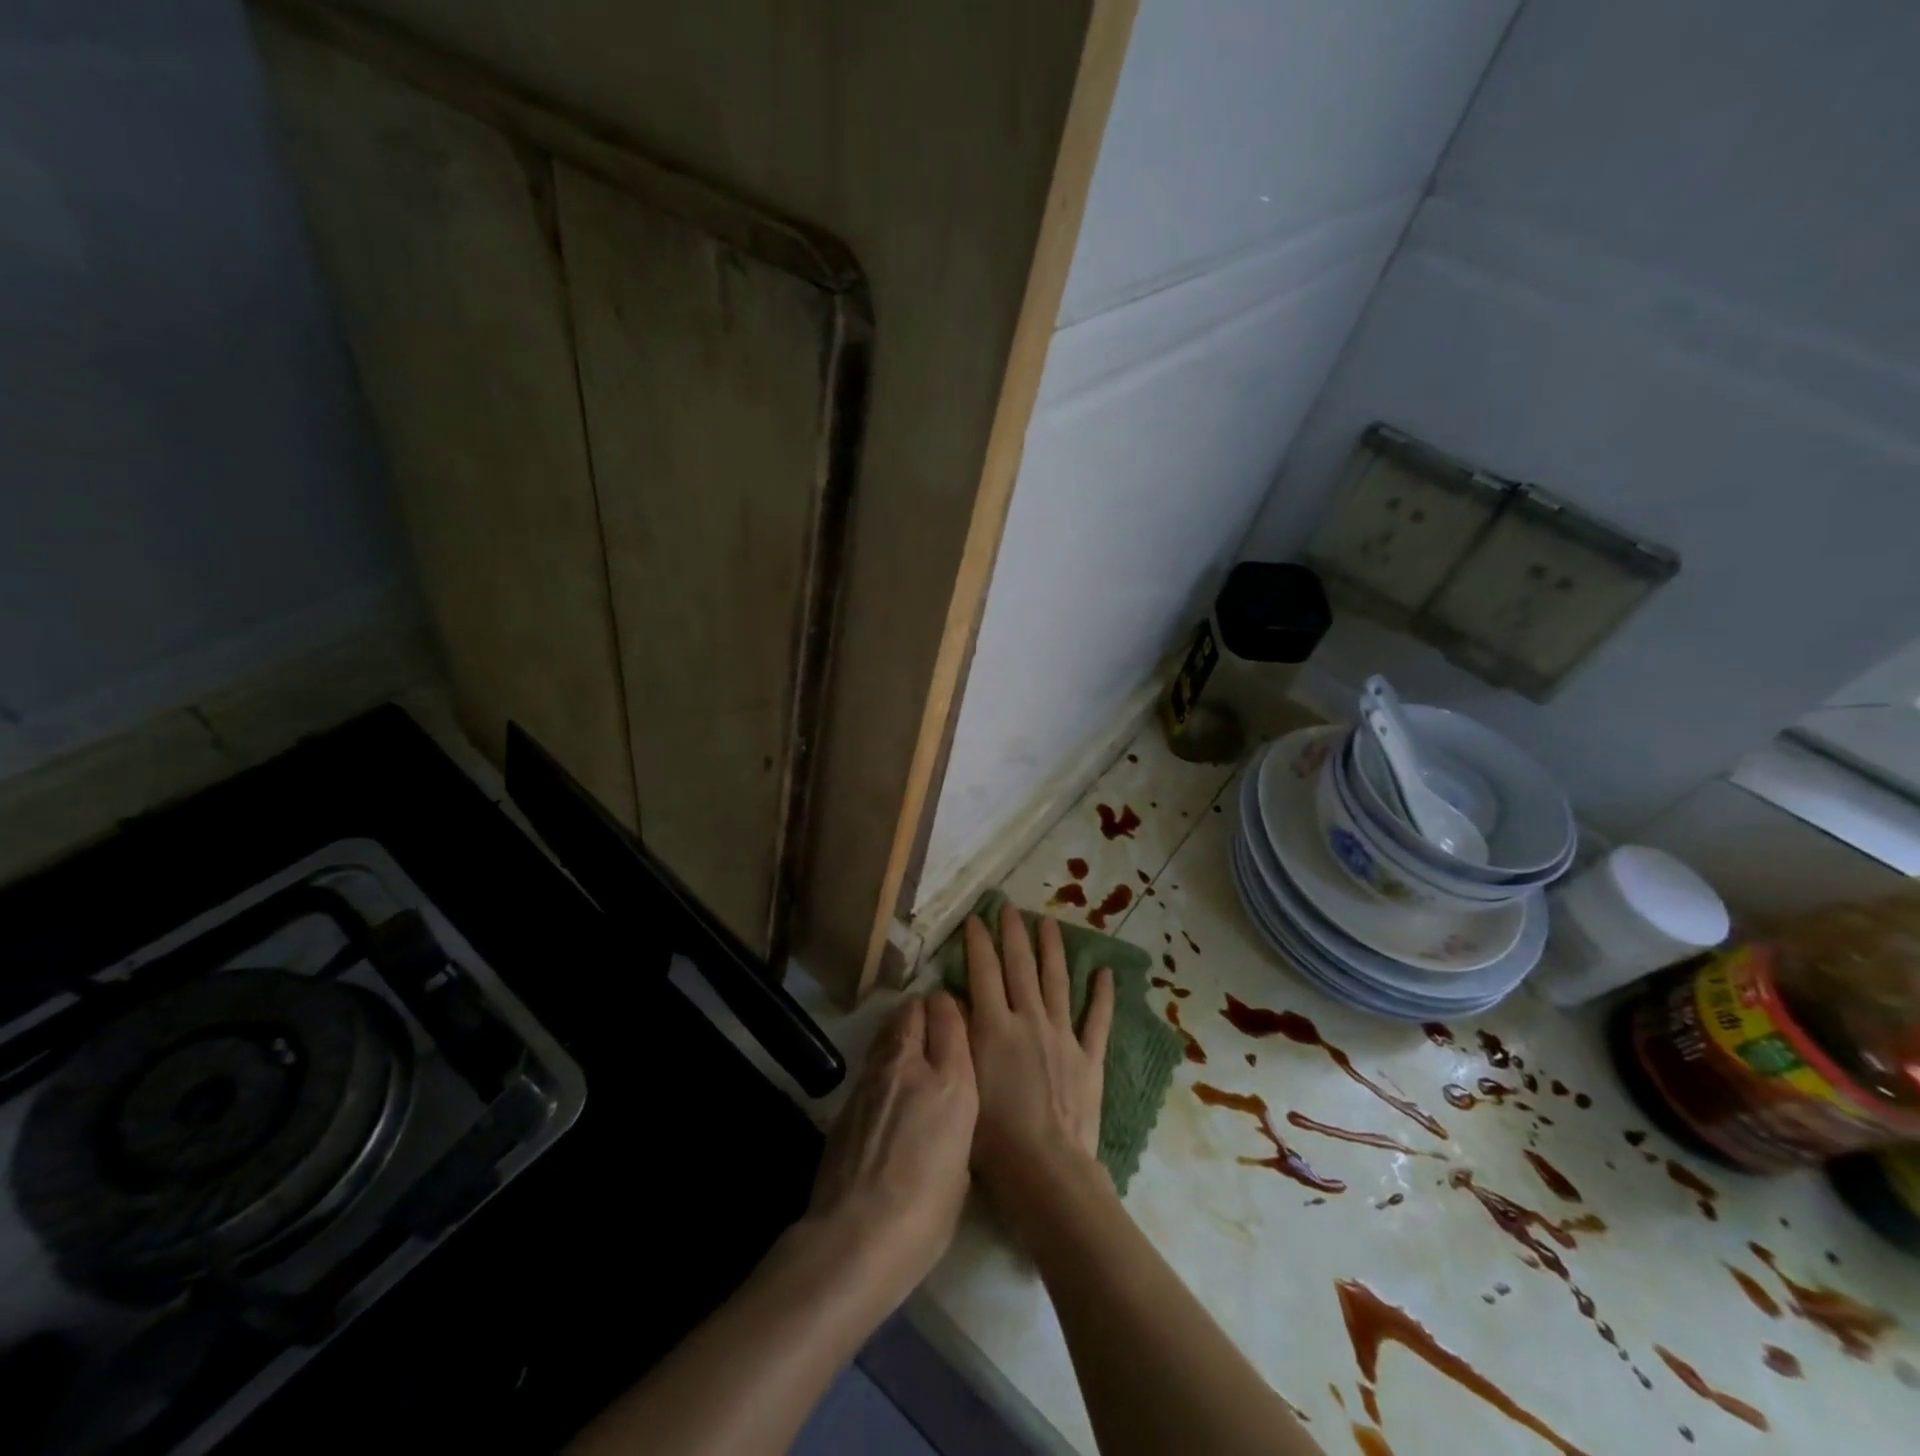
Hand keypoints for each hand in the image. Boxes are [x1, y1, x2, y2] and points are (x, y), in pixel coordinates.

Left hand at [803, 993, 976, 1301]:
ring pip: (888, 1028)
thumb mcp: (961, 1167)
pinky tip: (886, 1087)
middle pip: (914, 1009)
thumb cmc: (925, 1215)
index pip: (950, 1015)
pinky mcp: (847, 1096)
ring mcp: (874, 1077)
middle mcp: (912, 1066)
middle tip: (932, 1024)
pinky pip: (871, 1061)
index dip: (952, 1009)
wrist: (854, 1237)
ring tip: (909, 1047)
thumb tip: (942, 1115)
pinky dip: (882, 1061)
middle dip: (924, 1009)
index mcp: (952, 1083)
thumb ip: (955, 1124)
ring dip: (900, 1029)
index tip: (956, 1017)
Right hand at [964, 904, 1114, 1198]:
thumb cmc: (992, 1135)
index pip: (984, 971)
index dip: (978, 942)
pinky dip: (1103, 995)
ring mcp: (1062, 1035)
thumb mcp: (962, 1080)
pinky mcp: (1089, 1057)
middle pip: (1020, 966)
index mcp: (995, 1025)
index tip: (975, 918)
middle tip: (1009, 906)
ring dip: (1052, 949)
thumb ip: (958, 1034)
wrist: (1044, 1168)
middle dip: (1013, 933)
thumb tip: (951, 997)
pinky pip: (1098, 1019)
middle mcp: (1029, 1019)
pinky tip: (1105, 972)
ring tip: (1049, 922)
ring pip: (1057, 981)